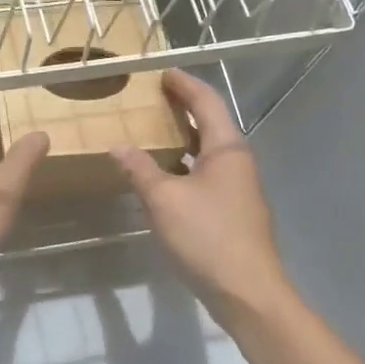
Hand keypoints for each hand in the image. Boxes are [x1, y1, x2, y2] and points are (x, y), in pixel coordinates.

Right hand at [111, 69, 290, 327]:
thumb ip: (140, 169)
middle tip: (152, 98)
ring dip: (183, 138)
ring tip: (152, 132)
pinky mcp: (232, 211)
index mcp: (227, 149)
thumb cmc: (207, 236)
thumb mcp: (164, 200)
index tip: (162, 72)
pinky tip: (163, 176)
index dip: (184, 84)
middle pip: (210, 124)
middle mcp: (238, 162)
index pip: (206, 102)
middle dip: (183, 108)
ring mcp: (238, 188)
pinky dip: (184, 164)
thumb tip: (118, 146)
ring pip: (208, 152)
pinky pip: (205, 174)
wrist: (246, 291)